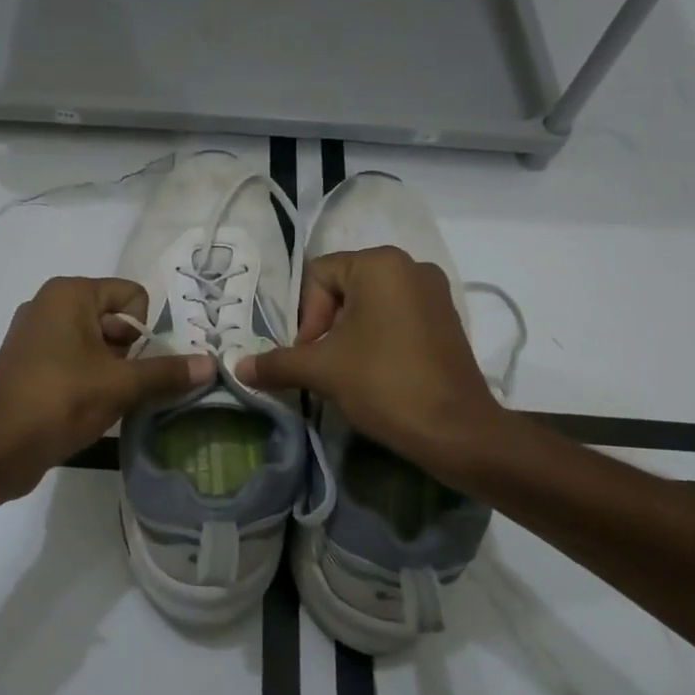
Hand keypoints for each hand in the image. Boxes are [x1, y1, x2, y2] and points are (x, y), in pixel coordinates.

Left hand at [0, 277, 212, 506]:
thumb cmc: (59, 401)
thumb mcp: (120, 385)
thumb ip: (166, 372)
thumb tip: (212, 364)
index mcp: (70, 294)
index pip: (132, 296)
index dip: (145, 330)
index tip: (139, 366)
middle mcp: (50, 304)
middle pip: (115, 319)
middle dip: (131, 352)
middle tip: (131, 387)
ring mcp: (35, 334)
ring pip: (96, 343)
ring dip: (113, 370)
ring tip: (114, 401)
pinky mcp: (29, 363)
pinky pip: (74, 360)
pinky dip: (90, 378)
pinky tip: (93, 407)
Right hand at [235, 247, 503, 477]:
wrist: (456, 430)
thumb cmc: (385, 384)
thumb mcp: (322, 370)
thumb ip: (277, 362)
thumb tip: (238, 367)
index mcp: (380, 263)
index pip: (318, 276)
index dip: (305, 316)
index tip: (309, 354)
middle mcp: (410, 266)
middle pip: (344, 288)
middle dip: (325, 327)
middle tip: (323, 364)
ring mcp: (434, 292)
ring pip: (370, 305)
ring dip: (348, 335)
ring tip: (347, 372)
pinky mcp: (447, 319)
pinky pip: (396, 317)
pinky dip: (377, 338)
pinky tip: (375, 372)